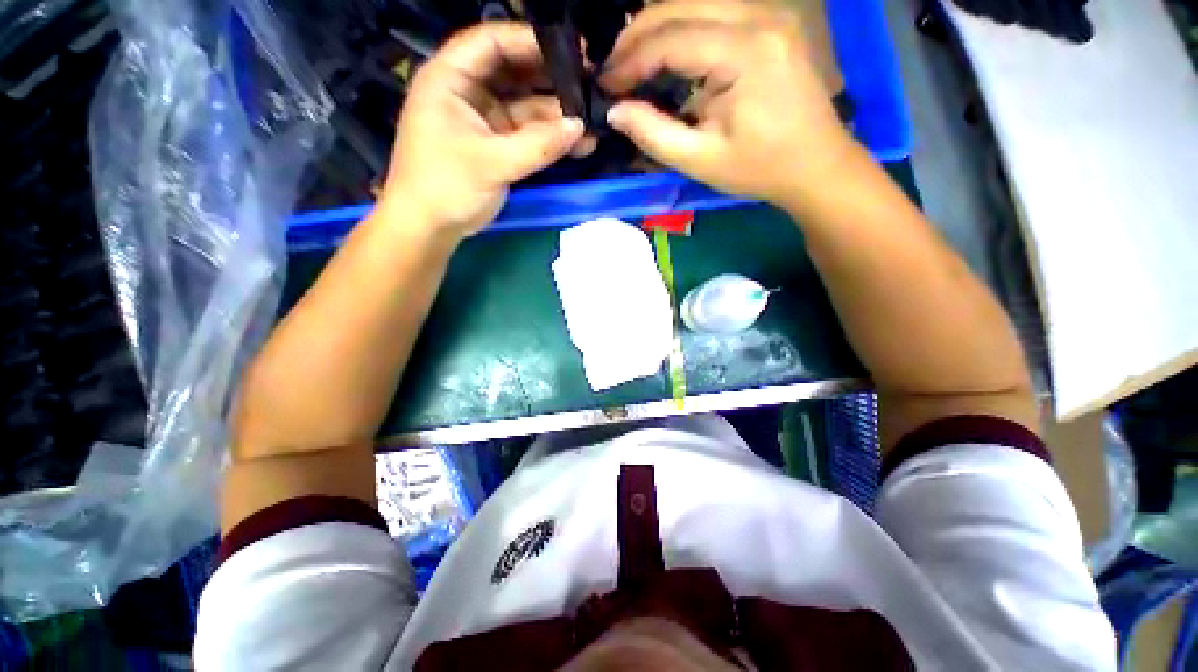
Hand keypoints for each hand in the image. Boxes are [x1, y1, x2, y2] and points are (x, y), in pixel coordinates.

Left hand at [381, 23, 585, 238]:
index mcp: (450, 78)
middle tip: (589, 84)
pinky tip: (577, 143)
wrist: (431, 227)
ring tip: (591, 120)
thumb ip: (538, 145)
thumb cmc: (445, 186)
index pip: (492, 42)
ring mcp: (485, 119)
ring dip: (556, 114)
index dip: (531, 40)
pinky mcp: (497, 144)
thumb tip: (580, 127)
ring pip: (526, 105)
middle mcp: (468, 91)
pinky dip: (550, 138)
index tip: (572, 51)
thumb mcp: (491, 163)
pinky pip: (529, 133)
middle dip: (551, 78)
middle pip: (514, 71)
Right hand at [600, 0, 859, 206]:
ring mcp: (768, 13)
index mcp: (746, 52)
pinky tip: (665, 55)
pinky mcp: (770, 22)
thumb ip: (653, 134)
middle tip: (612, 71)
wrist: (816, 164)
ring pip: (695, 2)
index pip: (671, 38)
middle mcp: (759, 16)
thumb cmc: (760, 168)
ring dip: (657, 29)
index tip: (604, 85)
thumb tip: (614, 111)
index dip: (630, 61)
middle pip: (681, 5)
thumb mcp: (701, 160)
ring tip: (631, 63)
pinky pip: (714, 12)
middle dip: (636, 36)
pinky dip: (682, 30)